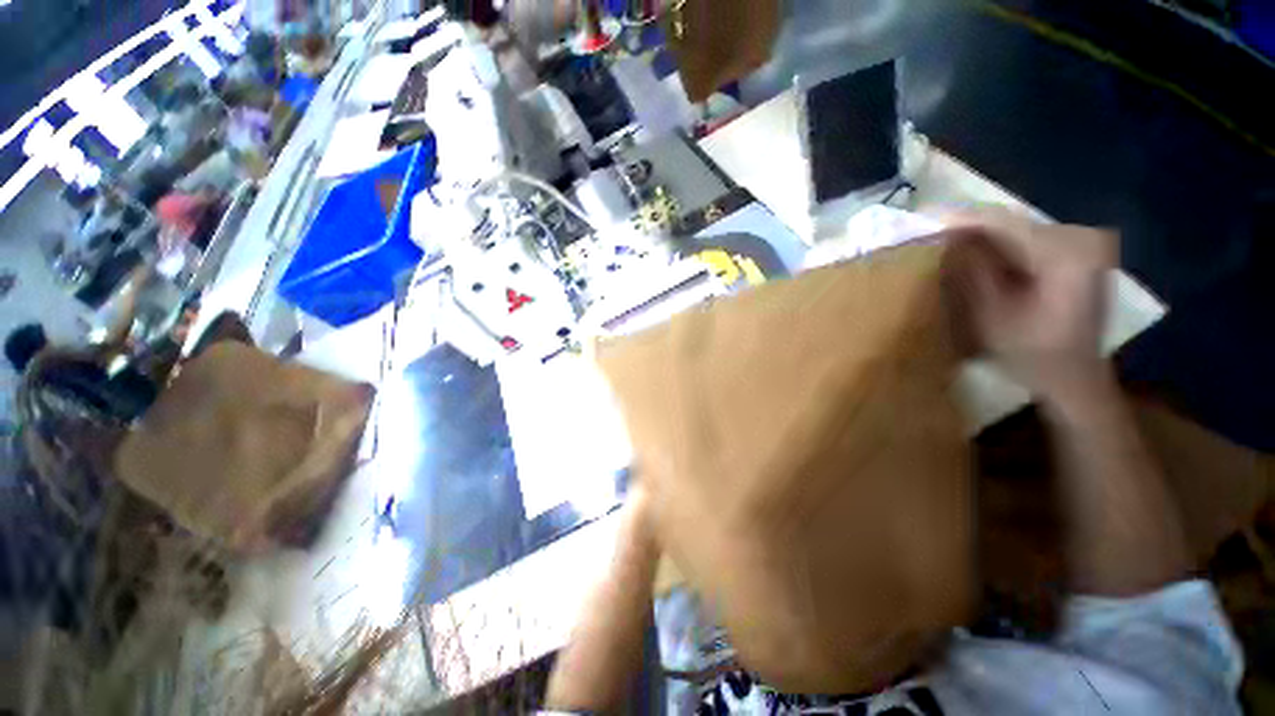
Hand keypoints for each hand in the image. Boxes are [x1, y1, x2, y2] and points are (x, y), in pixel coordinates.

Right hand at [943, 210, 1116, 406]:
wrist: (1074, 378)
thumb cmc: (1032, 355)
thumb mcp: (990, 317)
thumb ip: (969, 273)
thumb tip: (945, 240)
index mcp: (1066, 252)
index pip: (1002, 222)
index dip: (957, 220)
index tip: (920, 220)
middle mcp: (1081, 236)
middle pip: (1011, 222)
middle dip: (967, 228)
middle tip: (927, 234)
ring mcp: (1083, 243)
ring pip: (1017, 229)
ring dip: (979, 237)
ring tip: (942, 243)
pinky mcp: (1079, 252)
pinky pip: (1028, 240)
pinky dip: (998, 247)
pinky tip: (973, 254)